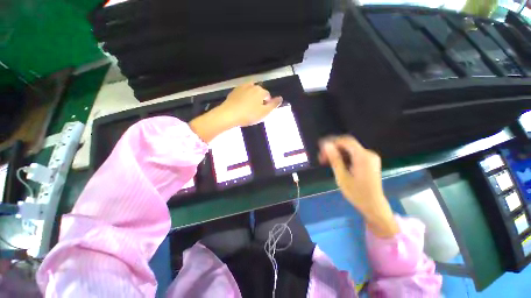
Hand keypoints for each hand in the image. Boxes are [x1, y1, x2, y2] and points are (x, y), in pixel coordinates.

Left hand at [216, 82, 282, 126]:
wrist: (229, 114)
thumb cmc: (249, 115)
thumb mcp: (264, 112)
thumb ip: (273, 105)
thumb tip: (280, 98)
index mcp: (261, 91)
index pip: (268, 96)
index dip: (266, 104)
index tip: (261, 112)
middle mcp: (252, 85)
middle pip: (259, 93)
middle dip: (259, 100)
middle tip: (255, 111)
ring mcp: (242, 87)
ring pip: (251, 92)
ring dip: (252, 98)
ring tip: (248, 108)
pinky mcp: (234, 90)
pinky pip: (243, 93)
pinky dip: (244, 97)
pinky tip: (241, 105)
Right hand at [319, 136, 398, 237]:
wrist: (373, 205)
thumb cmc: (356, 193)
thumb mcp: (342, 177)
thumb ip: (335, 159)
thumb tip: (326, 145)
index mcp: (363, 157)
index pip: (346, 141)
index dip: (332, 142)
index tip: (320, 148)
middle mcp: (369, 154)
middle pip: (347, 144)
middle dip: (333, 148)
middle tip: (322, 158)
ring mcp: (370, 157)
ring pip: (349, 149)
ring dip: (337, 153)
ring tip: (326, 161)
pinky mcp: (369, 161)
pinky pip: (354, 154)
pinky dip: (343, 156)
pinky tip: (336, 163)